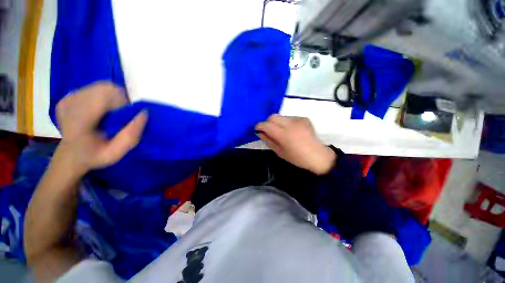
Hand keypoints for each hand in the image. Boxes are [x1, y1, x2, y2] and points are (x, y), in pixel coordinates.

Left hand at [56, 82, 147, 173]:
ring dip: (114, 96)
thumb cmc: (94, 156)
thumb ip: (131, 135)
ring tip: (115, 112)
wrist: (70, 155)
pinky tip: (104, 108)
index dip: (123, 101)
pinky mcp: (69, 96)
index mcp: (77, 123)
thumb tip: (144, 113)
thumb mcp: (116, 153)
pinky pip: (95, 88)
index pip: (103, 98)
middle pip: (103, 89)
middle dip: (120, 98)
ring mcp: (67, 99)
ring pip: (100, 86)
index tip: (132, 112)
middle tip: (125, 113)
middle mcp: (70, 106)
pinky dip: (106, 95)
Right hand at [255, 114, 335, 174]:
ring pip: (281, 116)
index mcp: (284, 135)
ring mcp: (298, 119)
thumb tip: (259, 133)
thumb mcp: (279, 152)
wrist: (317, 156)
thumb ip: (268, 140)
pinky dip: (286, 123)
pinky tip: (291, 131)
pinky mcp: (304, 118)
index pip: (267, 125)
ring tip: (281, 132)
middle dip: (268, 123)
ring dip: (277, 123)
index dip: (259, 126)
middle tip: (268, 131)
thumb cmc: (297, 158)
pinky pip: (289, 118)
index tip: (257, 129)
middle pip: (273, 116)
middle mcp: (291, 124)